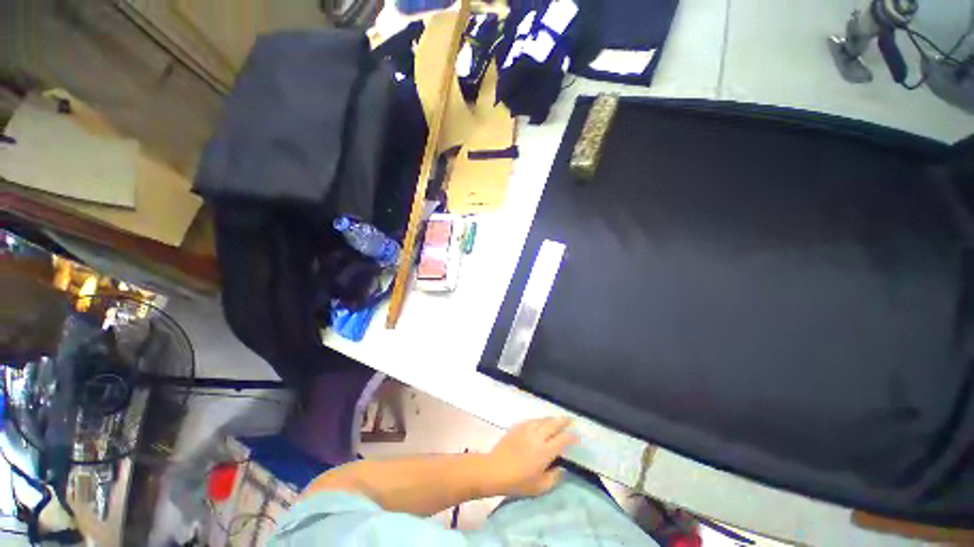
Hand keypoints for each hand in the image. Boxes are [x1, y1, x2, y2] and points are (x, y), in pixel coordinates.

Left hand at [485, 417, 577, 497]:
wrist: (495, 469)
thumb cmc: (518, 482)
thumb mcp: (539, 487)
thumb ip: (554, 477)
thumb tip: (563, 468)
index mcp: (545, 451)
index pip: (562, 440)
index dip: (571, 437)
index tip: (577, 437)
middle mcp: (537, 436)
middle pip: (553, 424)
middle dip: (563, 421)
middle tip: (570, 420)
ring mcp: (526, 429)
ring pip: (542, 420)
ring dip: (551, 419)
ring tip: (556, 420)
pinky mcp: (517, 427)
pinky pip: (531, 420)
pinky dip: (539, 420)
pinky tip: (540, 422)